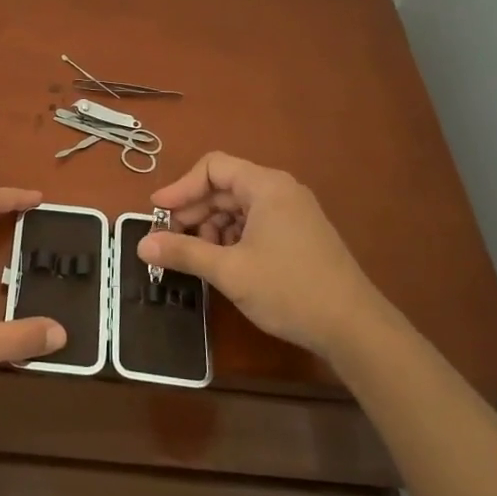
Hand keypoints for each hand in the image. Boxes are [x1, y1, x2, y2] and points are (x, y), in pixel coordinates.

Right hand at [137, 151, 395, 360]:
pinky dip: (232, 238)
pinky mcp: (299, 236)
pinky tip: (223, 264)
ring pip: (239, 208)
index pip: (213, 167)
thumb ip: (184, 252)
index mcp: (266, 186)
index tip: (157, 212)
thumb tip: (142, 246)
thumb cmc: (289, 290)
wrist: (355, 329)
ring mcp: (293, 214)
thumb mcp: (230, 271)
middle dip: (194, 211)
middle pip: (225, 187)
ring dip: (212, 227)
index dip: (181, 187)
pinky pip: (255, 224)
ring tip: (197, 257)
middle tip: (169, 240)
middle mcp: (281, 191)